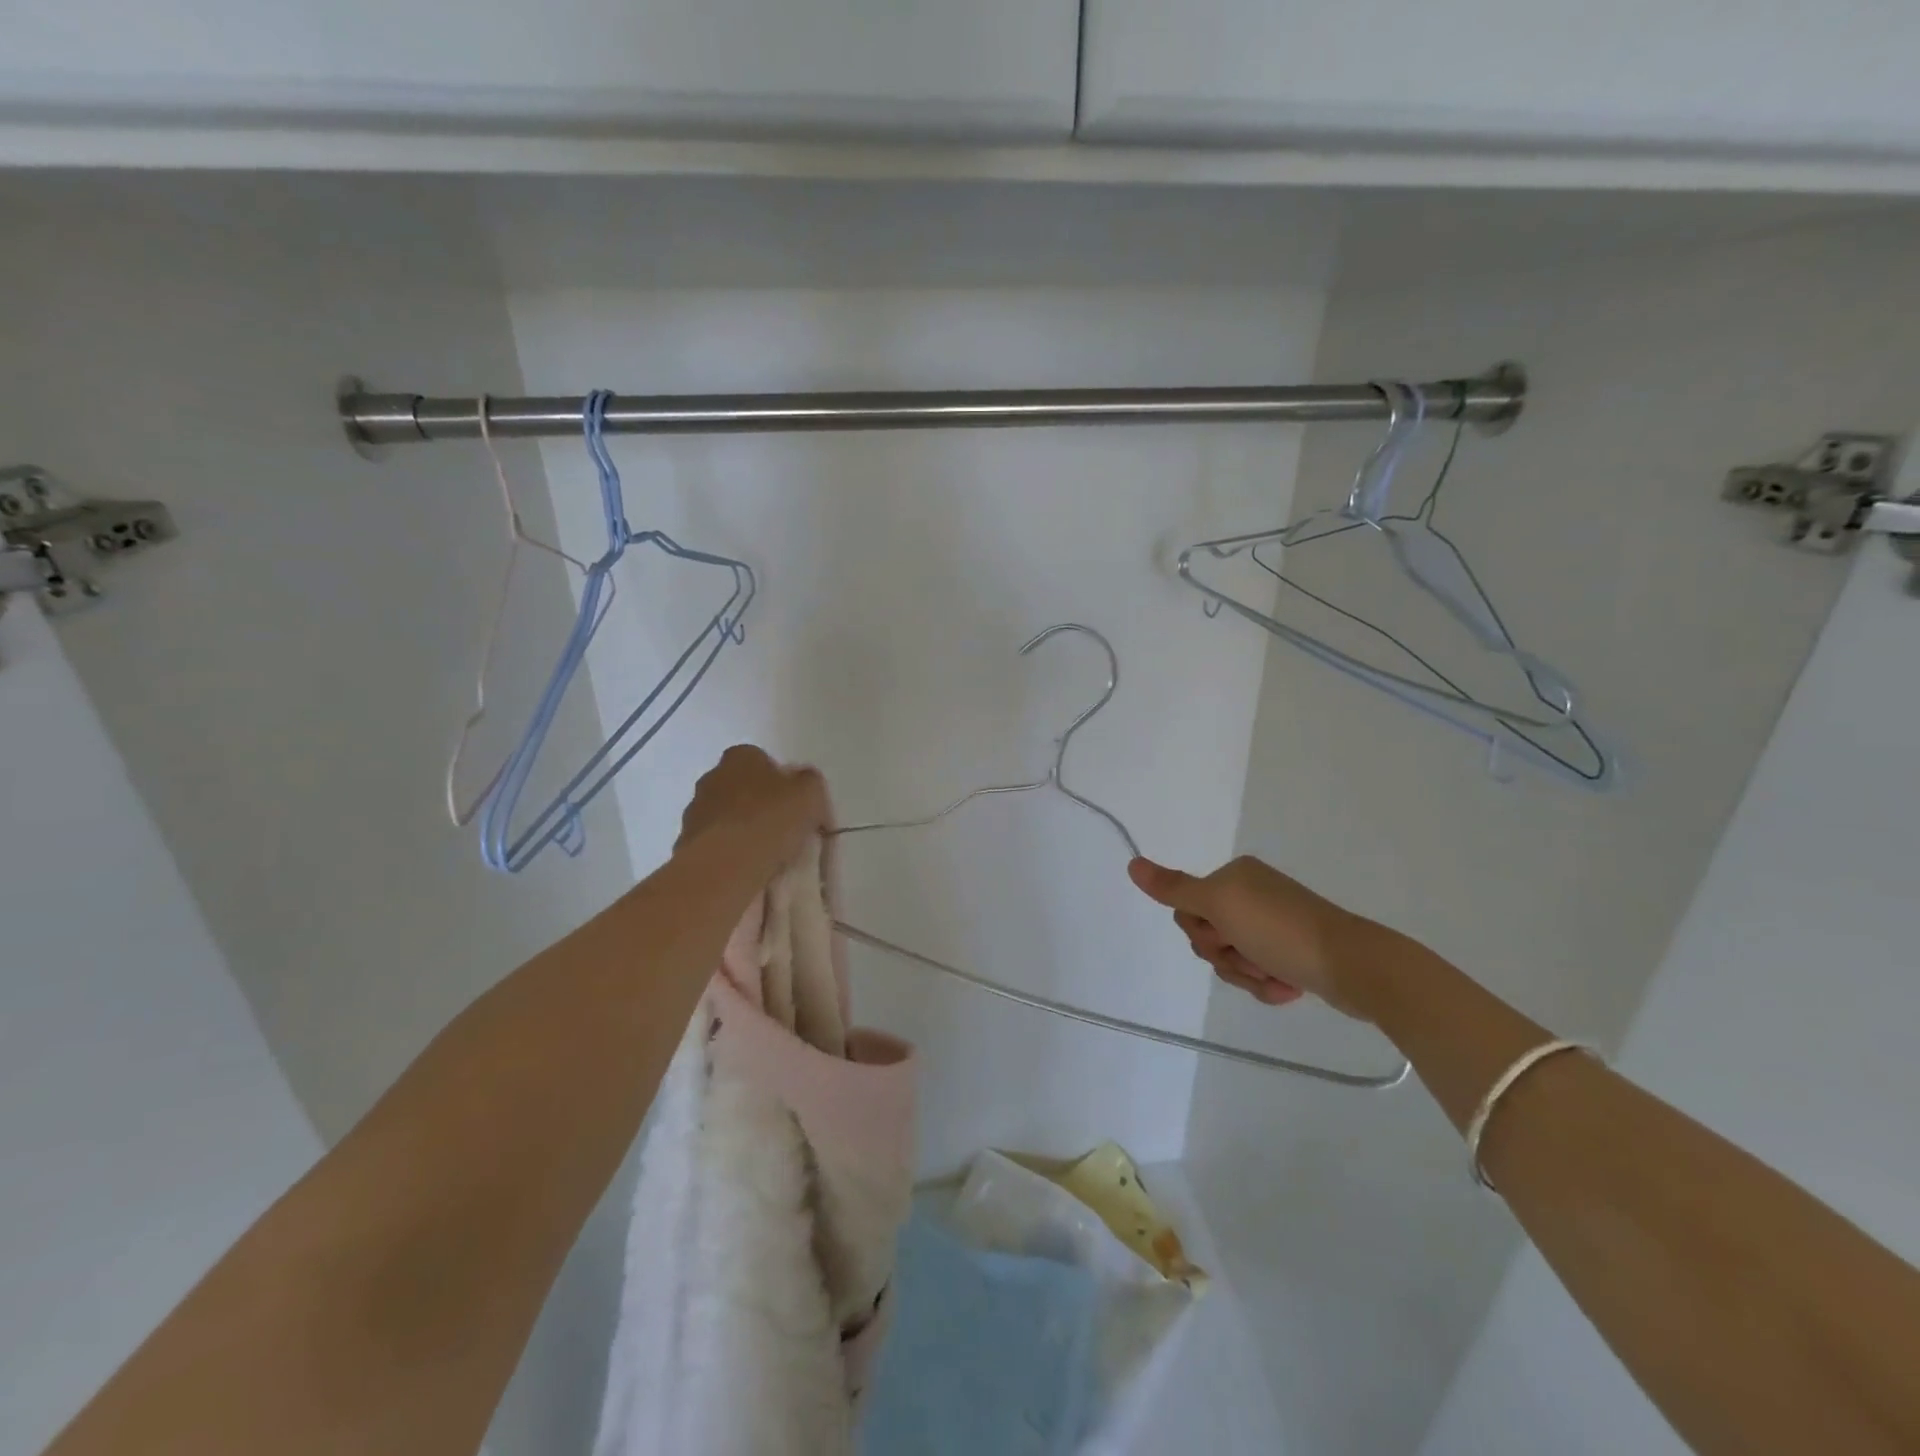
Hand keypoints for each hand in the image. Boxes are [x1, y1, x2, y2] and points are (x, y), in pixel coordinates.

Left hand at [678, 746, 829, 864]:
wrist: (724, 866)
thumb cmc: (770, 820)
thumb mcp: (810, 794)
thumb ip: (809, 783)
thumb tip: (804, 787)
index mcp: (741, 757)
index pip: (762, 760)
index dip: (781, 781)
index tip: (795, 805)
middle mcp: (712, 777)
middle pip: (742, 787)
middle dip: (759, 804)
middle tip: (782, 828)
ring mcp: (695, 811)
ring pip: (726, 816)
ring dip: (741, 829)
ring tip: (765, 854)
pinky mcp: (685, 843)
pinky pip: (715, 843)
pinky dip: (728, 852)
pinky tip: (745, 868)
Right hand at [1127, 855, 1382, 1021]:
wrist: (1354, 966)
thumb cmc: (1281, 930)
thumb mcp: (1219, 905)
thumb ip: (1174, 888)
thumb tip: (1132, 864)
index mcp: (1234, 877)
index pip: (1188, 908)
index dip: (1202, 931)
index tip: (1226, 935)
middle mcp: (1251, 895)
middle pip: (1207, 935)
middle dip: (1225, 955)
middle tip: (1251, 955)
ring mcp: (1273, 925)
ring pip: (1231, 959)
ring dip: (1247, 974)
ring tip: (1276, 976)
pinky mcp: (1292, 953)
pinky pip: (1258, 972)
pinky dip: (1267, 984)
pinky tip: (1288, 988)